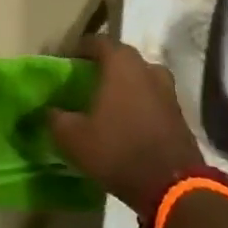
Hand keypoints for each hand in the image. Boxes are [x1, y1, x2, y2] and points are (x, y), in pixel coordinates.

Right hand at [48, 37, 202, 211]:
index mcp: (121, 64)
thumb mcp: (72, 138)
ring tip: (107, 101)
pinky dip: (139, 102)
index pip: (97, 42)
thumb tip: (49, 110)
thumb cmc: (117, 150)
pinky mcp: (179, 113)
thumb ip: (55, 118)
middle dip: (103, 65)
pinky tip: (126, 120)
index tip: (66, 62)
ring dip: (124, 84)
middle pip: (121, 57)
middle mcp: (147, 68)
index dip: (79, 49)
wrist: (171, 185)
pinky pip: (152, 97)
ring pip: (140, 77)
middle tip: (84, 80)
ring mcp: (167, 90)